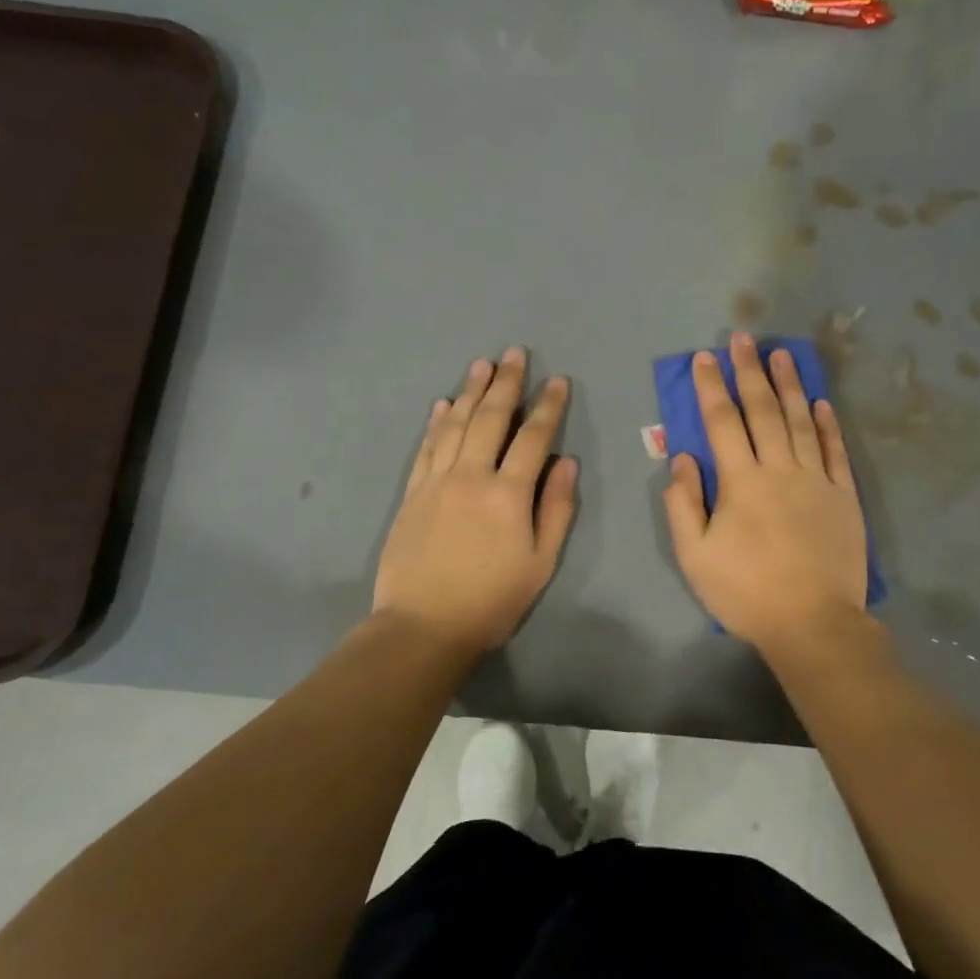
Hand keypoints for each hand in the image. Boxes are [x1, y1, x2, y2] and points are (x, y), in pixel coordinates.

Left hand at [373, 348, 577, 652]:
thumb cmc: (492, 599)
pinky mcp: (412, 494)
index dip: (547, 407)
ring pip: (454, 425)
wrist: (424, 625)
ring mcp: (436, 482)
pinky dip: (435, 422)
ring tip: (482, 364)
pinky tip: (441, 404)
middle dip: (506, 383)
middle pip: (490, 419)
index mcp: (508, 494)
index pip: (533, 438)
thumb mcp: (541, 562)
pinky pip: (426, 448)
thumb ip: (556, 509)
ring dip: (469, 391)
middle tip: (515, 353)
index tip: (557, 382)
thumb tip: (567, 463)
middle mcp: (471, 476)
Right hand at [663, 332, 869, 655]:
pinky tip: (821, 402)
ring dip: (790, 385)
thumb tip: (682, 459)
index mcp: (741, 482)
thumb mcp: (695, 556)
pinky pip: (835, 451)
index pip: (722, 423)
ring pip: (802, 422)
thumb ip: (683, 504)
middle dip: (749, 372)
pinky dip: (827, 424)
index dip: (711, 388)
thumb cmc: (746, 592)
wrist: (812, 623)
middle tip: (743, 338)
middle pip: (764, 411)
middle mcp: (780, 470)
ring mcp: (817, 480)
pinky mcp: (844, 497)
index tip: (703, 358)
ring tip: (781, 354)